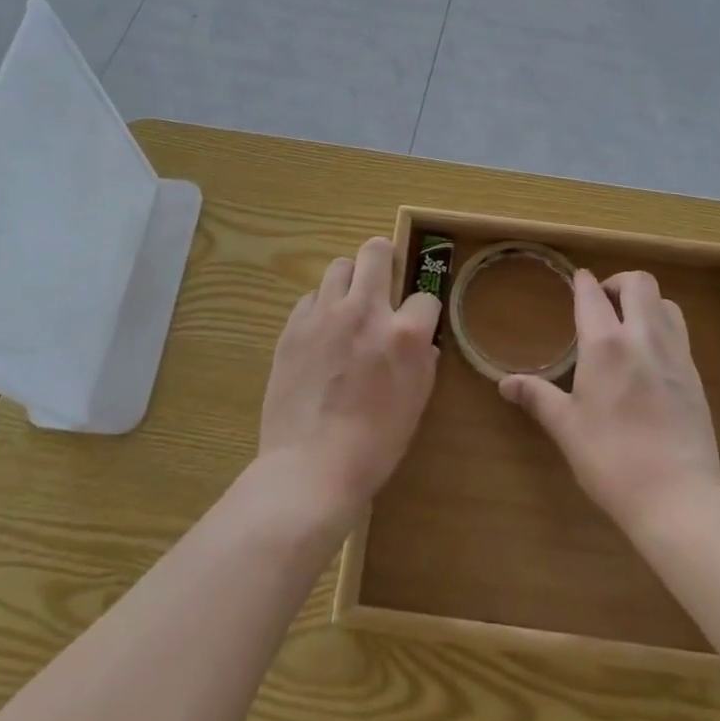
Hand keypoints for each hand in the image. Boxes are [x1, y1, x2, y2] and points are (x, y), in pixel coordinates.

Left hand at [258, 237, 441, 528]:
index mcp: (404, 333)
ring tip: (349, 306)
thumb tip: (420, 342)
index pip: (425, 296)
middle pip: (375, 251)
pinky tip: (322, 333)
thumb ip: (422, 362)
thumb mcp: (415, 404)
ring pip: (339, 266)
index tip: (418, 323)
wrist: (309, 468)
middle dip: (385, 257)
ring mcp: (325, 315)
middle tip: (383, 278)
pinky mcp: (294, 327)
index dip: (424, 311)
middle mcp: (365, 311)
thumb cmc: (373, 445)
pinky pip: (311, 298)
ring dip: (350, 280)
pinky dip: (321, 307)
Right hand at [500, 269, 719, 538]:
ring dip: (646, 302)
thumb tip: (504, 383)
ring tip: (630, 324)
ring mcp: (675, 354)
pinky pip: (680, 332)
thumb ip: (537, 397)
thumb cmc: (611, 460)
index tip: (577, 280)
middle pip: (638, 283)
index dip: (582, 282)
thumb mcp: (567, 428)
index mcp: (605, 344)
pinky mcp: (695, 376)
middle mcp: (643, 337)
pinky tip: (651, 357)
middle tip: (604, 302)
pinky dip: (664, 328)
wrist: (678, 499)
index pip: (592, 294)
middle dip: (619, 282)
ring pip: (665, 303)